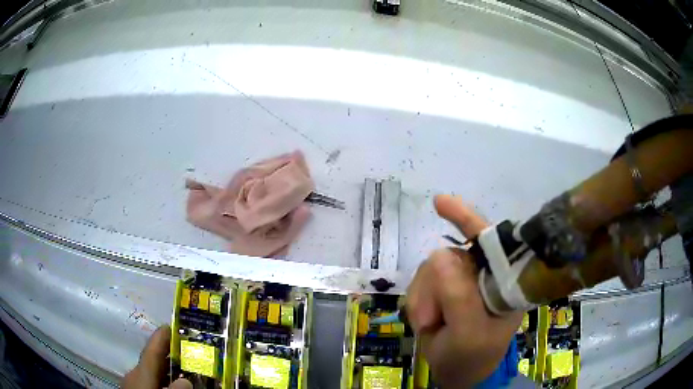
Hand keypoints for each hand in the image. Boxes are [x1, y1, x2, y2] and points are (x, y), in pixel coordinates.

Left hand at [122, 325, 191, 388]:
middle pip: (152, 360)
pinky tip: (169, 383)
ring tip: (182, 367)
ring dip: (165, 368)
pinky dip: (160, 378)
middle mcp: (135, 374)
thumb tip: (186, 381)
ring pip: (151, 371)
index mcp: (140, 373)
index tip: (171, 325)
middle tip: (185, 348)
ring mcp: (133, 383)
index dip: (161, 337)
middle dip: (167, 353)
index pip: (151, 351)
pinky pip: (149, 380)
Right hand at [406, 195, 521, 387]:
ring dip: (423, 298)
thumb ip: (460, 299)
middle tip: (430, 320)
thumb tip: (440, 255)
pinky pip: (419, 282)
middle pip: (449, 256)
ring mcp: (462, 281)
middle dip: (434, 288)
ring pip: (429, 268)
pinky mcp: (443, 289)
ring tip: (430, 324)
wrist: (458, 373)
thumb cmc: (473, 357)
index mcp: (504, 281)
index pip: (490, 241)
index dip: (466, 219)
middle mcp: (483, 274)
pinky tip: (425, 320)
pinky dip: (417, 302)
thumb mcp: (469, 335)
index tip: (439, 202)